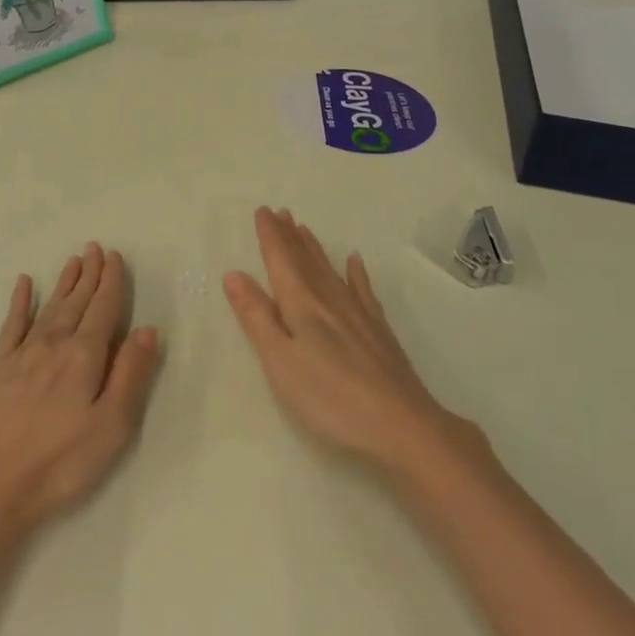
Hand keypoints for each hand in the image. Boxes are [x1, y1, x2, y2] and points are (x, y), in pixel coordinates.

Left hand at [0, 243, 160, 537]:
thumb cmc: (60, 462)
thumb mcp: (111, 426)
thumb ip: (130, 375)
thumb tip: (147, 329)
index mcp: (83, 357)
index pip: (103, 310)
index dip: (111, 282)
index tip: (115, 257)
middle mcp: (53, 345)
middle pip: (76, 302)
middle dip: (89, 274)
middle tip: (95, 247)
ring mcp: (22, 355)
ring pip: (49, 308)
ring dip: (63, 283)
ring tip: (73, 260)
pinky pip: (12, 325)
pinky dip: (19, 302)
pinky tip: (23, 284)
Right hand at [225, 207, 487, 482]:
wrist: (401, 424)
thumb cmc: (329, 397)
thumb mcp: (280, 361)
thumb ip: (256, 317)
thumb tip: (233, 274)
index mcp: (301, 305)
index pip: (281, 261)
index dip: (270, 236)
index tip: (262, 211)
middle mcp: (329, 300)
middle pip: (306, 260)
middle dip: (290, 236)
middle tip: (280, 212)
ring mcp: (358, 314)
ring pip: (331, 270)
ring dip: (315, 249)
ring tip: (304, 228)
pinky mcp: (378, 331)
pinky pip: (363, 290)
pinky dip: (356, 274)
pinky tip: (355, 262)